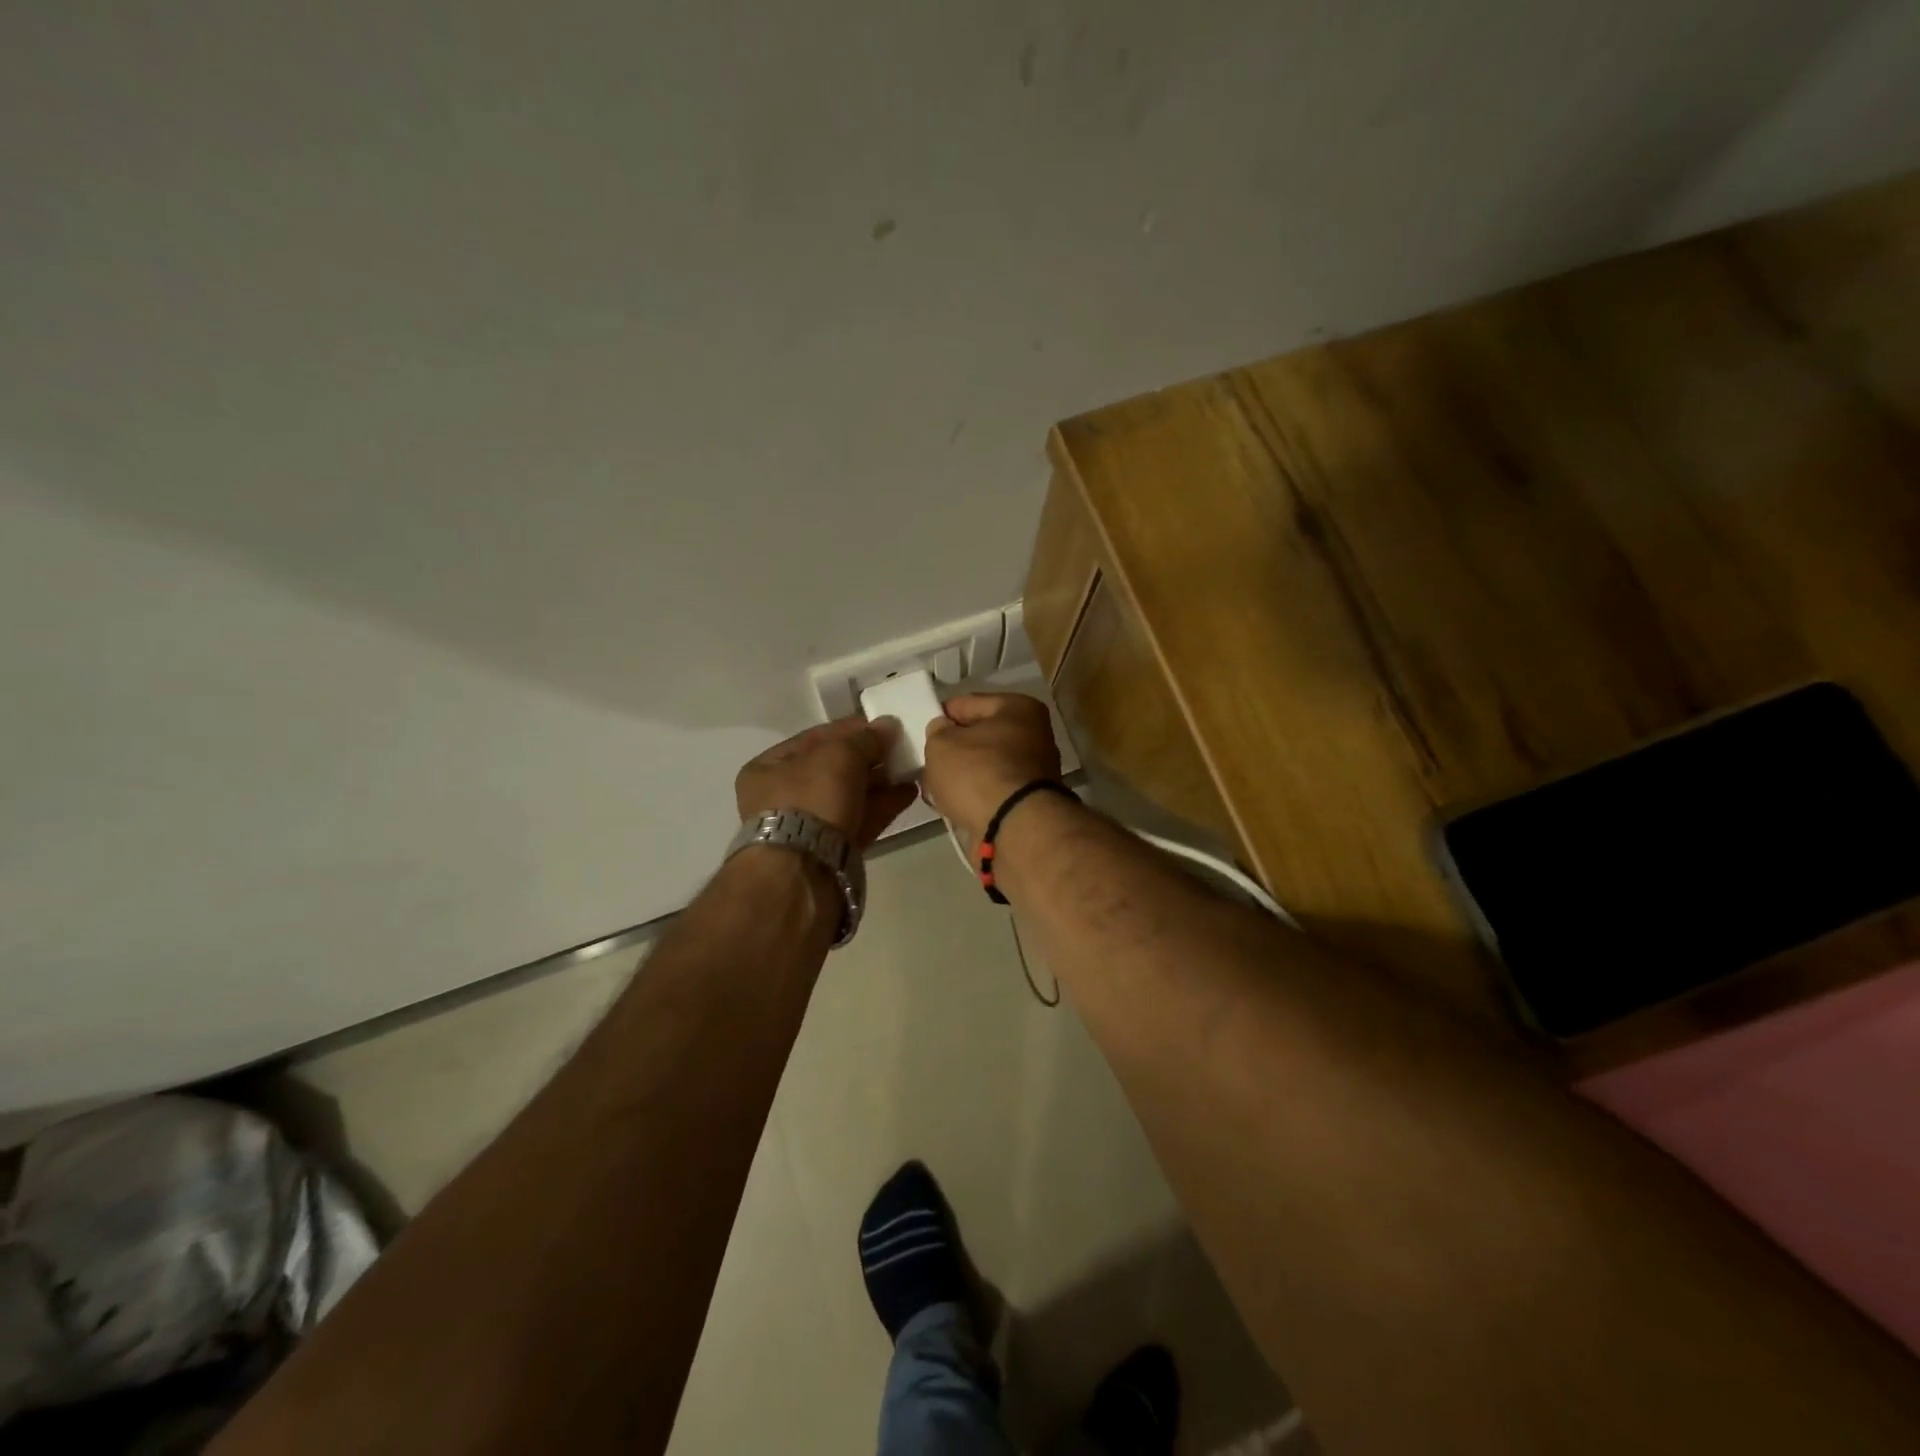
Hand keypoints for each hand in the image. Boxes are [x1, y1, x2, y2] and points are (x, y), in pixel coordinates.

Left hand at [735, 716, 917, 849]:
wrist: (805, 869)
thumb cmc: (811, 799)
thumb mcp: (839, 755)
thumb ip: (866, 738)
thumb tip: (889, 725)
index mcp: (769, 768)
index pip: (814, 738)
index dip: (851, 728)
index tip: (883, 724)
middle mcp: (783, 796)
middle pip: (833, 768)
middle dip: (868, 757)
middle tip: (900, 747)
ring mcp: (807, 826)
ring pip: (849, 795)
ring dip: (880, 781)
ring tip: (911, 768)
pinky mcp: (832, 849)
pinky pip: (860, 818)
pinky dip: (883, 805)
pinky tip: (909, 792)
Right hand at [921, 693, 1062, 849]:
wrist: (1013, 829)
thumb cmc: (978, 773)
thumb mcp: (942, 744)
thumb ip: (936, 732)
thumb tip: (943, 731)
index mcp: (1018, 709)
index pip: (967, 703)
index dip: (940, 715)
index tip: (921, 732)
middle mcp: (1032, 735)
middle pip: (979, 736)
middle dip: (953, 749)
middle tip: (926, 761)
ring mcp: (1032, 771)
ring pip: (984, 766)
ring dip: (961, 776)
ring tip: (934, 787)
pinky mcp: (1026, 802)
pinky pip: (989, 791)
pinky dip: (972, 796)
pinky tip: (951, 805)